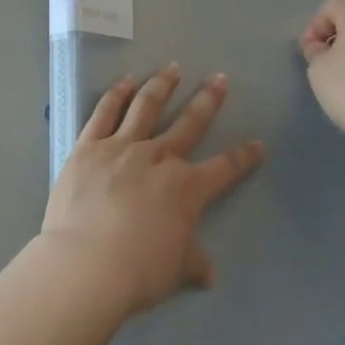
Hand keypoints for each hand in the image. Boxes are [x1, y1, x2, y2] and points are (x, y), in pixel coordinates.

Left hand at [42, 65, 264, 315]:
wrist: (86, 264)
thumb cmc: (137, 272)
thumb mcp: (175, 272)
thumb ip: (193, 265)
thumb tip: (210, 276)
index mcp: (186, 188)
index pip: (225, 168)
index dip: (244, 156)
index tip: (259, 144)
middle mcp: (159, 157)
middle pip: (189, 122)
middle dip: (208, 100)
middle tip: (219, 78)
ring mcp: (122, 146)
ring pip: (146, 107)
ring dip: (162, 85)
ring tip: (172, 68)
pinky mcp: (89, 145)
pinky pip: (105, 112)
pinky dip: (116, 94)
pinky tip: (125, 81)